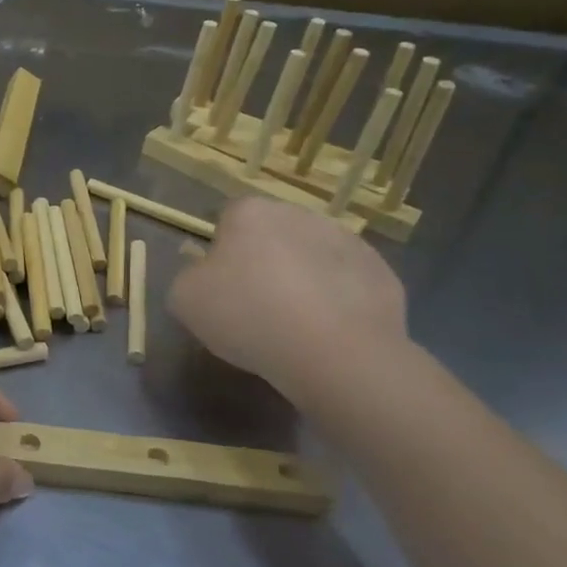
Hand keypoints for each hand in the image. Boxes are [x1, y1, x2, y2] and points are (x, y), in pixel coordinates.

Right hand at [166, 196, 407, 402]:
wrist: (336, 354)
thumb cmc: (249, 316)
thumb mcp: (185, 300)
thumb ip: (188, 277)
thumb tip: (205, 276)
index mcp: (251, 213)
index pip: (228, 219)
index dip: (221, 253)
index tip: (221, 287)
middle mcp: (300, 215)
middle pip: (273, 235)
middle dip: (265, 261)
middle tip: (256, 305)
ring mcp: (348, 242)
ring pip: (312, 257)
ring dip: (303, 279)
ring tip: (295, 325)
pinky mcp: (382, 274)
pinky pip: (347, 284)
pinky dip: (337, 301)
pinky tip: (327, 333)